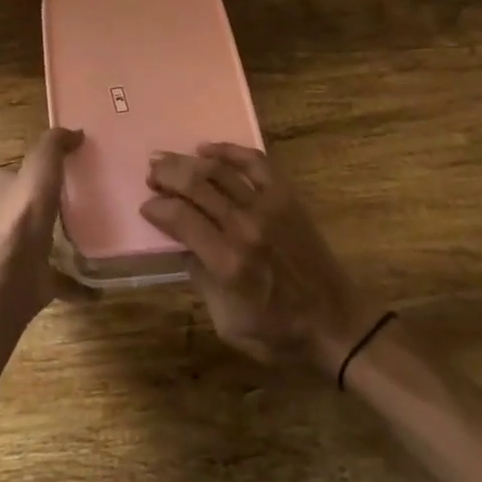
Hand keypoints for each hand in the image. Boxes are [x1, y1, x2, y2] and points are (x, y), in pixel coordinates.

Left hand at [0, 127, 84, 322]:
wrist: (6, 281)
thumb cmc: (22, 218)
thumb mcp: (38, 169)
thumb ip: (53, 146)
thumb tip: (75, 132)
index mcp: (11, 192)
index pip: (19, 172)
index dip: (37, 165)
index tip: (68, 160)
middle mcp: (15, 222)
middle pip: (35, 207)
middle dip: (56, 202)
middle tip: (92, 197)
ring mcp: (24, 255)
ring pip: (48, 244)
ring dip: (70, 241)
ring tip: (103, 235)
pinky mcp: (37, 285)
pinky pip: (64, 283)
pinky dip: (82, 287)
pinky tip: (103, 287)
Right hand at [141, 143, 382, 374]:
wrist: (335, 322)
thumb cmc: (277, 331)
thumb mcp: (227, 322)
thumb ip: (201, 279)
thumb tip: (183, 245)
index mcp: (227, 262)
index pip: (180, 219)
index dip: (157, 208)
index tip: (146, 206)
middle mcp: (244, 226)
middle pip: (195, 185)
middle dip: (166, 175)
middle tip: (150, 173)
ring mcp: (267, 206)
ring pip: (219, 170)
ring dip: (187, 161)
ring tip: (166, 158)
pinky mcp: (286, 196)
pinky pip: (254, 162)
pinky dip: (228, 150)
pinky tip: (207, 149)